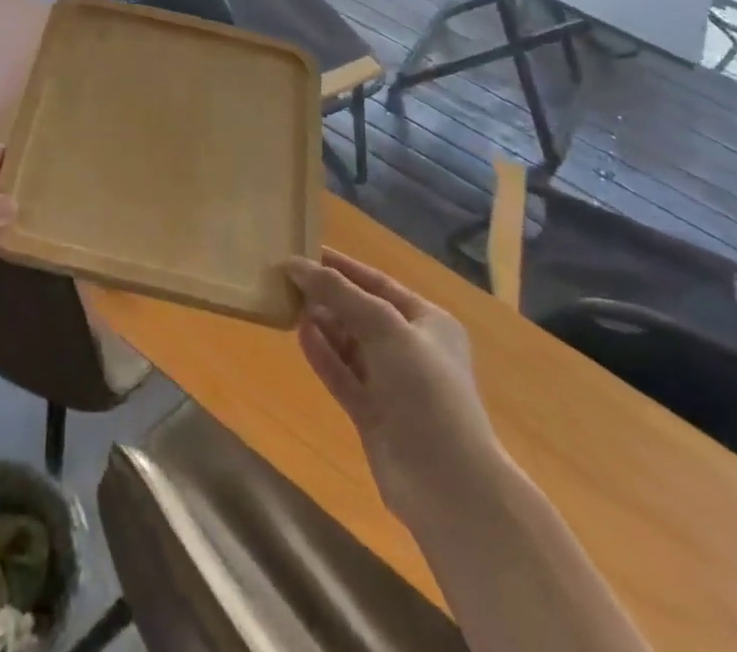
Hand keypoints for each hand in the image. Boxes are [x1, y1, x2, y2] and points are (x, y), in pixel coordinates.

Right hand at [285, 250, 499, 522]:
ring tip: (288, 304)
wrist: (448, 483)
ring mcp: (391, 384)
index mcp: (428, 322)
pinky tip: (299, 335)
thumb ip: (339, 292)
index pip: (378, 284)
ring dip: (323, 324)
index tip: (305, 253)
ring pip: (349, 344)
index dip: (342, 268)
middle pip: (361, 313)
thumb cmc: (425, 388)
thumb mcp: (384, 326)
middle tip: (288, 280)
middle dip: (328, 296)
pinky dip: (322, 354)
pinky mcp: (373, 413)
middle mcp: (411, 349)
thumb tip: (296, 263)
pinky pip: (342, 374)